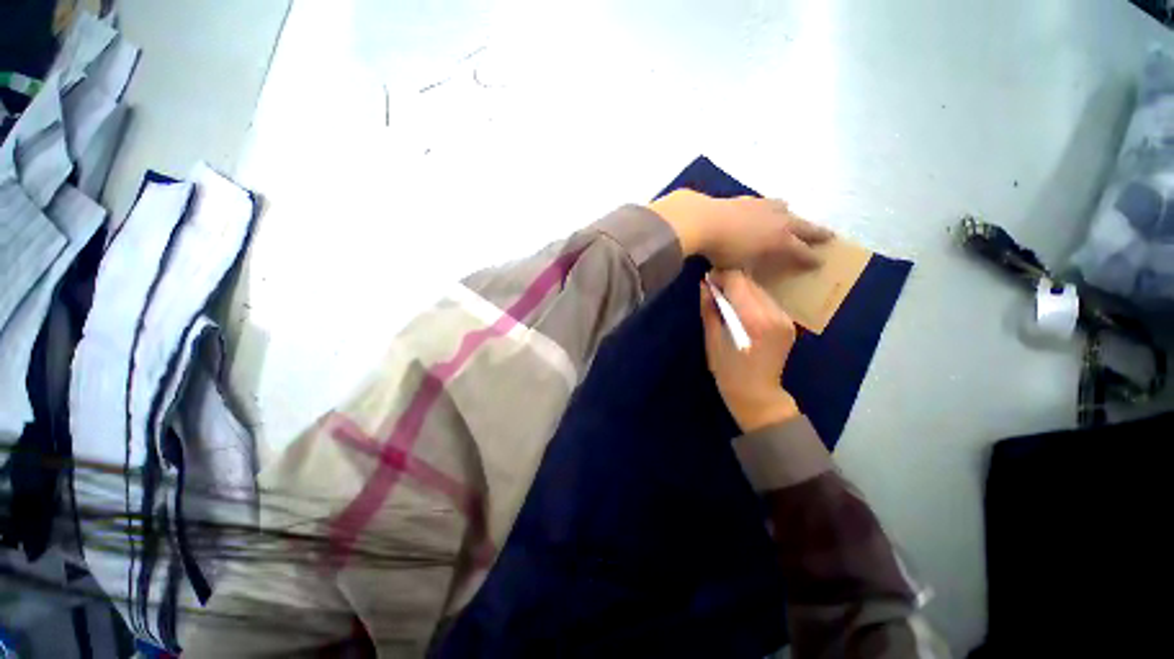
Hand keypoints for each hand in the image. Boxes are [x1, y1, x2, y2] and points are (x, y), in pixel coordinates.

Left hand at [650, 190, 832, 270]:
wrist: (703, 220)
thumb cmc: (722, 250)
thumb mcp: (738, 267)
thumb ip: (747, 268)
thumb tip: (748, 272)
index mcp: (779, 241)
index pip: (801, 251)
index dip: (810, 258)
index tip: (819, 262)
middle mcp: (778, 221)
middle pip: (804, 226)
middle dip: (817, 233)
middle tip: (829, 236)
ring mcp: (763, 206)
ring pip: (785, 209)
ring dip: (792, 216)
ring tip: (793, 217)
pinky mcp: (746, 199)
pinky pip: (764, 203)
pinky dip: (768, 208)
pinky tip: (761, 209)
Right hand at [700, 271, 800, 432]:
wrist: (757, 394)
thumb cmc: (727, 370)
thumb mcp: (712, 340)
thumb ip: (709, 309)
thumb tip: (704, 285)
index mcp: (752, 319)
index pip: (738, 281)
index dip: (721, 276)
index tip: (708, 282)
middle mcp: (773, 314)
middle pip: (750, 283)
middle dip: (731, 283)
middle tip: (714, 292)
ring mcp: (784, 318)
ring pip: (760, 290)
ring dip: (742, 292)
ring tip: (728, 304)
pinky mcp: (788, 323)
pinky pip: (768, 302)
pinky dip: (753, 302)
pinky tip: (743, 314)